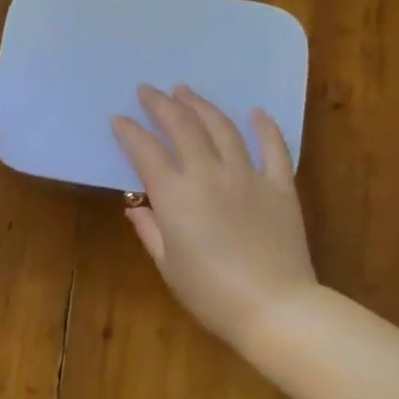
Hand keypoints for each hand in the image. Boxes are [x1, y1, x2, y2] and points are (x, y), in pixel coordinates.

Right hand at [111, 85, 317, 349]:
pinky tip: (254, 111)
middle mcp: (209, 174)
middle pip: (182, 126)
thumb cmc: (211, 294)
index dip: (129, 132)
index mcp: (175, 196)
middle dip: (161, 104)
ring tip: (186, 91)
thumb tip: (136, 208)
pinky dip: (263, 126)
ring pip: (222, 127)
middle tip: (148, 90)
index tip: (118, 119)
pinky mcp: (280, 185)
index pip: (146, 152)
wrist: (273, 307)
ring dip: (201, 105)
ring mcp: (248, 176)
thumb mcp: (168, 266)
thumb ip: (150, 231)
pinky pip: (273, 147)